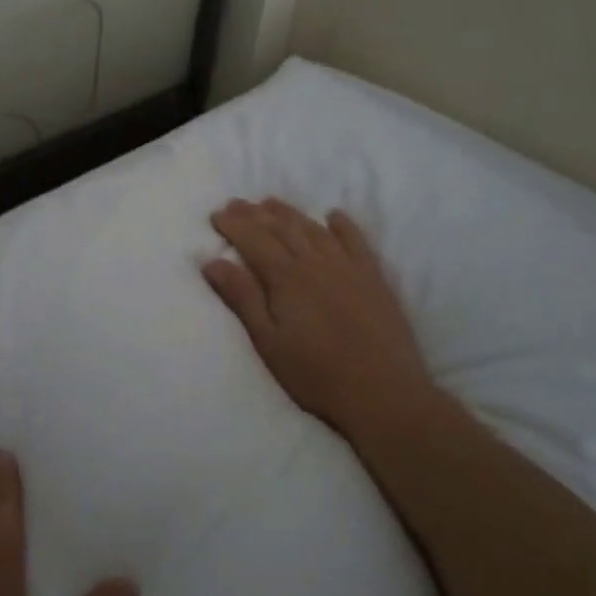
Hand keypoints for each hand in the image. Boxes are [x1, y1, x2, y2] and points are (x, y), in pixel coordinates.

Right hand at [203, 198, 435, 432]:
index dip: (233, 225)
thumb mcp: (268, 341)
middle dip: (255, 213)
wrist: (383, 392)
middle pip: (281, 228)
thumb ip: (242, 298)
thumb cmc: (316, 373)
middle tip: (236, 203)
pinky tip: (333, 215)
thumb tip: (212, 261)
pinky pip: (356, 240)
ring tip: (271, 203)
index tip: (216, 214)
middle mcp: (315, 262)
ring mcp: (348, 267)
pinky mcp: (373, 277)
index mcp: (286, 277)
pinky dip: (342, 224)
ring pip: (313, 228)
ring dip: (290, 213)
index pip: (253, 240)